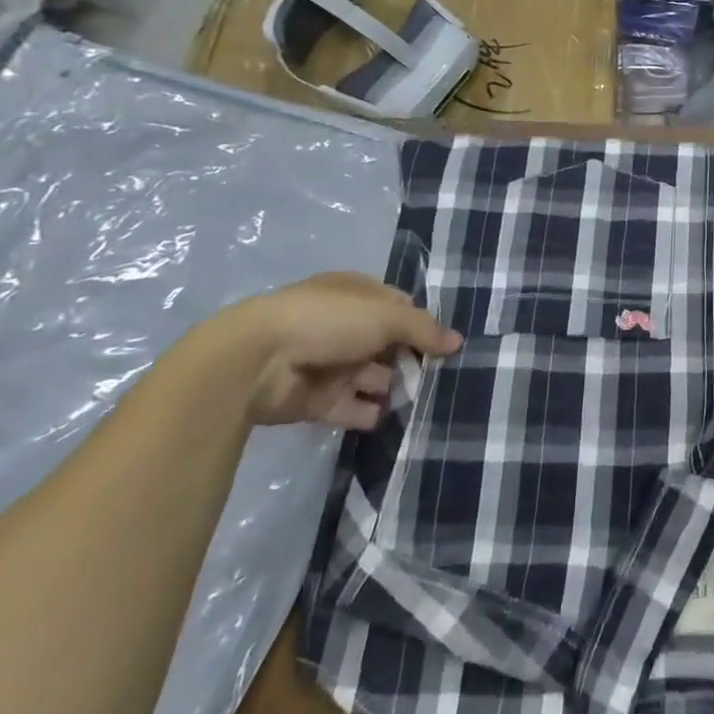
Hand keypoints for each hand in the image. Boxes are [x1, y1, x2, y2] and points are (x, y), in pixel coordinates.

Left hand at [207, 271, 462, 429]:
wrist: (255, 361)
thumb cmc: (328, 321)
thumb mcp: (386, 315)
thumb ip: (424, 330)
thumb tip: (458, 341)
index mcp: (356, 294)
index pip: (398, 307)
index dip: (421, 324)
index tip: (445, 345)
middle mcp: (343, 326)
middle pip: (387, 344)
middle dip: (412, 360)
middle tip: (442, 378)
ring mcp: (328, 363)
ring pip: (371, 377)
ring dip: (394, 388)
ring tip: (425, 403)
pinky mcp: (315, 399)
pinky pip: (351, 407)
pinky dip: (370, 414)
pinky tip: (394, 419)